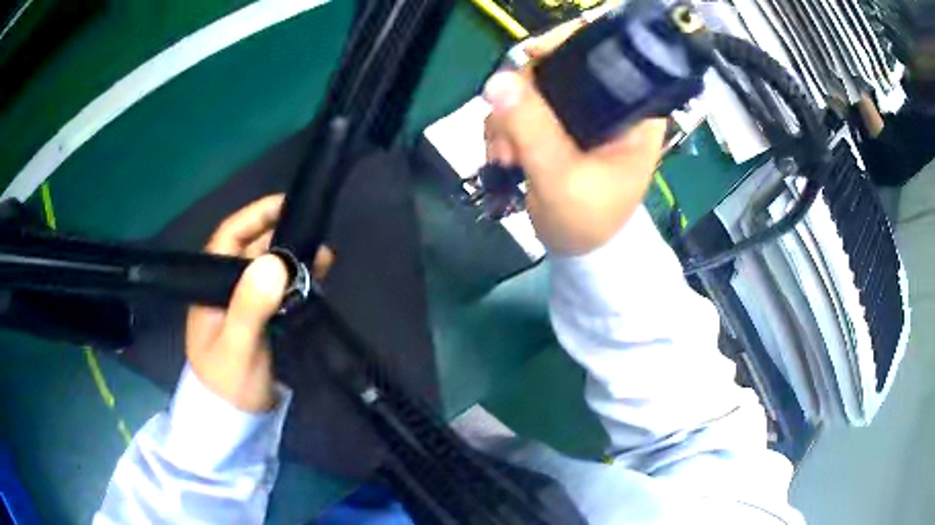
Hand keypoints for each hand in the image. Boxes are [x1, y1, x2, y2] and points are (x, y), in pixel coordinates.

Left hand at [186, 195, 332, 412]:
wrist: (233, 424)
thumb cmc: (228, 385)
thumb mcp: (237, 346)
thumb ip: (250, 306)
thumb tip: (275, 260)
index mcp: (210, 288)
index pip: (228, 239)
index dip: (254, 217)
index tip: (284, 204)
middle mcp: (225, 290)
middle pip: (252, 251)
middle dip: (282, 238)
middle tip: (315, 236)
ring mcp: (244, 307)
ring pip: (269, 271)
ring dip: (294, 261)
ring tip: (324, 258)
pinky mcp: (261, 323)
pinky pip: (280, 292)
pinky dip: (299, 283)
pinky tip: (317, 279)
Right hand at [483, 23, 666, 255]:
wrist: (581, 251)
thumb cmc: (589, 221)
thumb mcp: (563, 179)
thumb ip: (533, 130)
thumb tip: (497, 82)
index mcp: (633, 110)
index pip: (603, 54)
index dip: (564, 46)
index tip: (529, 60)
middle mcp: (609, 102)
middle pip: (558, 66)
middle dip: (524, 94)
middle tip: (509, 132)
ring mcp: (580, 112)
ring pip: (532, 87)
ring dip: (509, 116)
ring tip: (507, 155)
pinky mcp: (558, 124)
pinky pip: (522, 106)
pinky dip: (505, 126)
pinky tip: (505, 154)